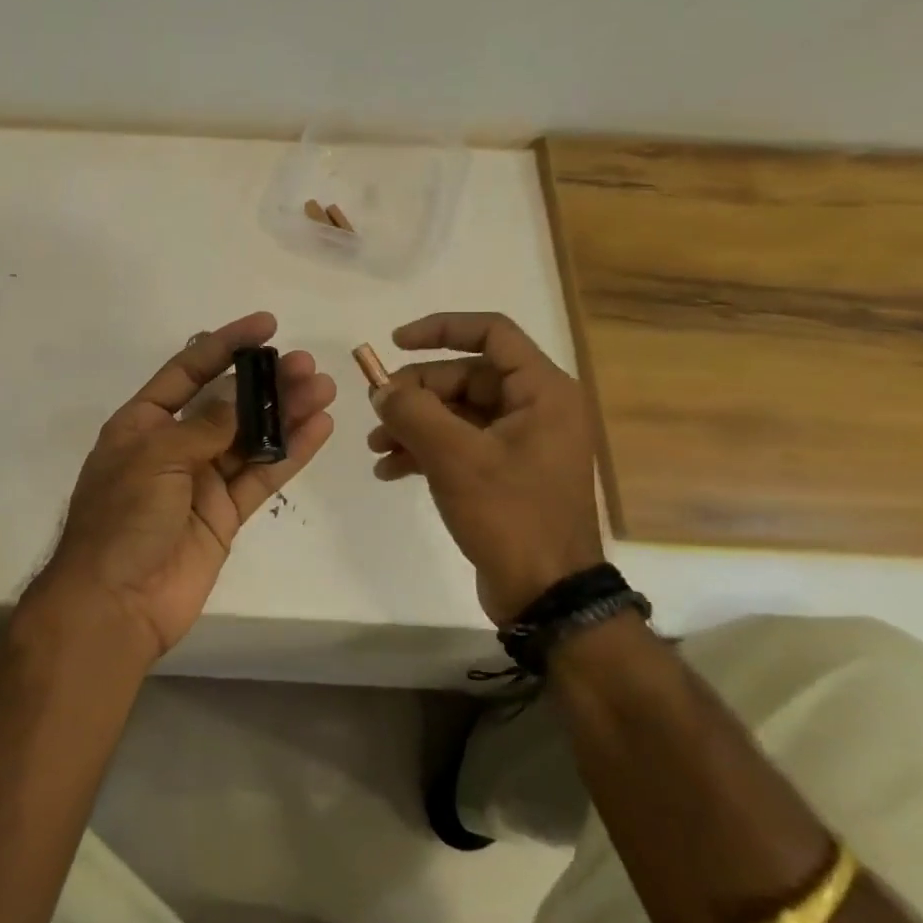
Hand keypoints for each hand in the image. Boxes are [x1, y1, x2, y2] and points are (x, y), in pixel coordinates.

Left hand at [31, 313, 336, 661]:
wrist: (115, 603)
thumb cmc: (122, 519)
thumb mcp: (156, 458)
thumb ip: (205, 426)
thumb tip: (241, 398)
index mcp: (142, 424)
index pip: (188, 371)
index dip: (225, 345)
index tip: (266, 325)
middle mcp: (173, 446)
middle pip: (227, 404)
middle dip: (266, 382)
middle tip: (307, 365)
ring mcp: (201, 482)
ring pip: (251, 438)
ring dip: (286, 414)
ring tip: (323, 389)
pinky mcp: (224, 514)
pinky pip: (261, 476)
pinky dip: (289, 454)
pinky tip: (318, 429)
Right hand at [365, 312, 603, 623]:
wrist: (546, 593)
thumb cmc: (510, 515)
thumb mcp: (455, 458)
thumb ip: (413, 412)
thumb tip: (381, 389)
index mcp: (542, 391)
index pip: (491, 333)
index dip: (440, 329)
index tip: (394, 342)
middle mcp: (535, 408)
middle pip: (465, 377)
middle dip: (416, 392)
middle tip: (376, 412)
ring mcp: (520, 442)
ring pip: (457, 413)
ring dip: (414, 425)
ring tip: (377, 448)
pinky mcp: (505, 473)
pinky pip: (460, 445)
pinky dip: (425, 451)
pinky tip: (390, 471)